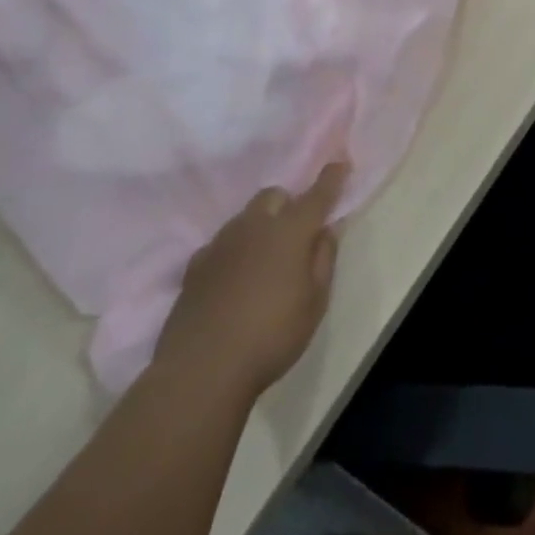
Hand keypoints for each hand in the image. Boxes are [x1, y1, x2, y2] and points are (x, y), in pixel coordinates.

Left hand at [153, 163, 347, 401]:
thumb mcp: (315, 301)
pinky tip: (235, 277)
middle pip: (273, 197)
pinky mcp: (193, 268)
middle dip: (288, 204)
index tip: (341, 162)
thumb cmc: (272, 336)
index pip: (317, 195)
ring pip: (245, 218)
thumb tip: (327, 229)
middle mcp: (254, 228)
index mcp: (290, 232)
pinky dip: (234, 250)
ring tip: (265, 258)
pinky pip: (220, 244)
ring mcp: (219, 246)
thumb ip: (324, 258)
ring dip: (260, 225)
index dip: (331, 177)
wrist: (200, 372)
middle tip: (297, 232)